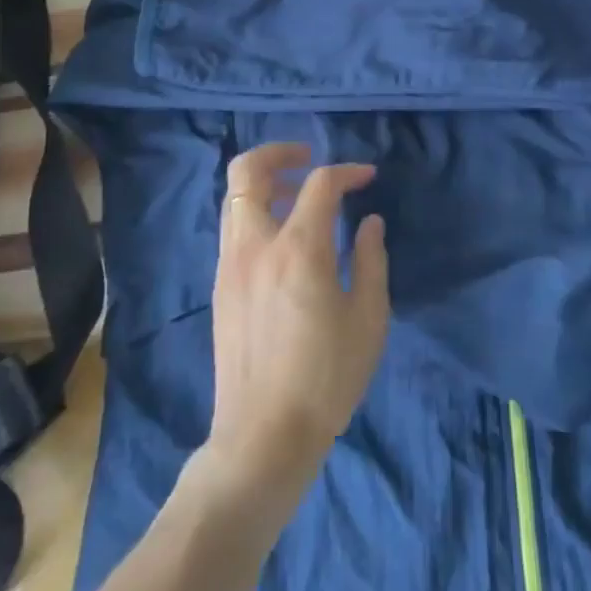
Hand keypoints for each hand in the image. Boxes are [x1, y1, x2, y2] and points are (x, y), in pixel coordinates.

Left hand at [205, 144, 388, 501]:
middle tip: (309, 160)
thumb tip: (368, 222)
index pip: (320, 184)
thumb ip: (370, 260)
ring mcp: (230, 264)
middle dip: (280, 153)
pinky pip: (234, 227)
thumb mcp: (367, 319)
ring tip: (299, 196)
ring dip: (266, 182)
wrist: (263, 437)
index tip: (367, 177)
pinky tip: (284, 238)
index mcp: (298, 249)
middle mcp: (255, 244)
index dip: (347, 171)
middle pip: (249, 170)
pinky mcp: (220, 286)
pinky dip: (256, 212)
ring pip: (235, 197)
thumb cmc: (326, 379)